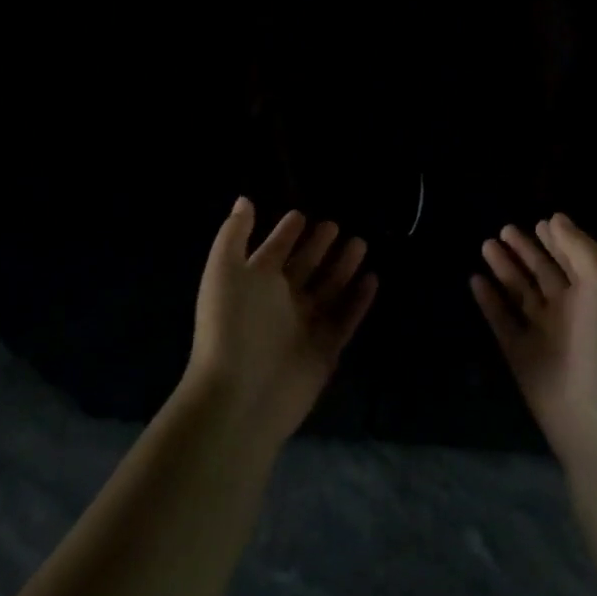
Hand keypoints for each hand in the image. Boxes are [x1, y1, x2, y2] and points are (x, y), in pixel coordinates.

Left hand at [184, 197, 378, 445]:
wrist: (239, 395)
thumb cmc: (229, 324)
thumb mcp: (224, 269)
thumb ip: (234, 233)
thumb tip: (244, 200)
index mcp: (254, 283)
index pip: (273, 251)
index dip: (284, 233)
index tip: (301, 214)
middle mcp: (279, 302)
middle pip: (304, 267)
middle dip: (318, 246)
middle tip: (336, 224)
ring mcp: (304, 327)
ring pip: (328, 290)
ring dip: (342, 267)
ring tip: (360, 242)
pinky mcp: (325, 350)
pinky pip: (345, 319)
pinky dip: (358, 301)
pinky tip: (372, 279)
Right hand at [472, 213, 596, 460]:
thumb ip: (580, 248)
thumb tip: (556, 219)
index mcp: (596, 296)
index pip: (573, 260)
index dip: (557, 241)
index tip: (540, 221)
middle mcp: (570, 313)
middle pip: (544, 274)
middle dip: (526, 251)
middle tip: (503, 228)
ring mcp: (544, 336)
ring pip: (520, 294)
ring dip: (505, 269)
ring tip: (486, 244)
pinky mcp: (521, 358)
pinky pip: (502, 322)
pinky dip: (489, 301)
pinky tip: (474, 280)